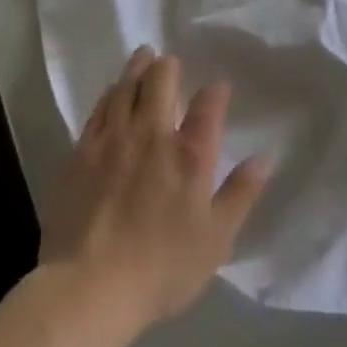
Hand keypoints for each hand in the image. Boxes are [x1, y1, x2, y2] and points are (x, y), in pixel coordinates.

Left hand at [41, 47, 269, 334]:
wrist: (87, 288)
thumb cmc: (161, 269)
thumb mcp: (215, 240)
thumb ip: (240, 194)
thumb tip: (265, 157)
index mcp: (190, 155)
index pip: (208, 106)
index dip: (216, 91)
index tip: (218, 87)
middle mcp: (153, 134)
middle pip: (161, 79)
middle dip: (167, 66)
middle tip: (168, 61)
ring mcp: (113, 138)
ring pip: (127, 86)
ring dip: (137, 68)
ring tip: (143, 58)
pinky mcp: (81, 151)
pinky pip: (99, 108)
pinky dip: (111, 93)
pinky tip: (113, 92)